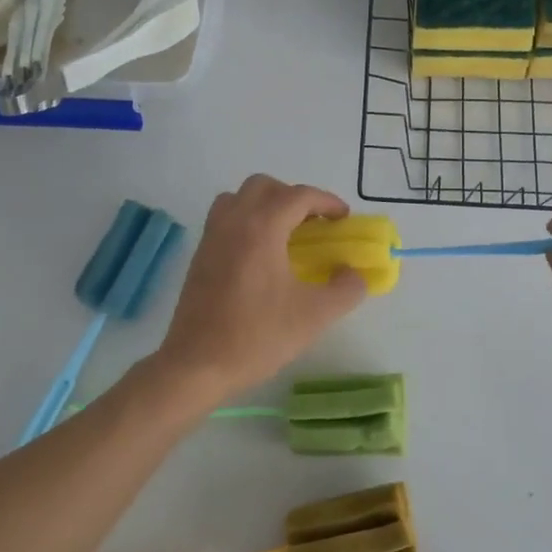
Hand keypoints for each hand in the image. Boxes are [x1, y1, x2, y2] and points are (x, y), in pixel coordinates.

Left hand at [152, 175, 366, 404]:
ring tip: (284, 234)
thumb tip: (355, 274)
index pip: (298, 196)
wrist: (196, 365)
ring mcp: (211, 237)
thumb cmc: (257, 336)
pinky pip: (225, 218)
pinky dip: (246, 221)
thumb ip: (346, 289)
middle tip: (313, 224)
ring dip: (265, 204)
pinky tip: (260, 256)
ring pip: (238, 198)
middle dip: (293, 197)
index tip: (343, 219)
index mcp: (262, 228)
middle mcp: (233, 222)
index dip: (326, 202)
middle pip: (264, 186)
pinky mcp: (199, 255)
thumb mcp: (315, 316)